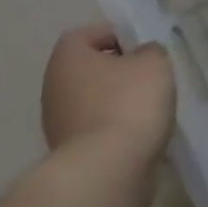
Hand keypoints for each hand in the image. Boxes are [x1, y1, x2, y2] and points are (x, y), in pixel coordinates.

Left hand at [41, 24, 175, 166]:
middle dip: (117, 71)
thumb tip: (142, 55)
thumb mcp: (154, 62)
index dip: (115, 35)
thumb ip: (150, 50)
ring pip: (92, 100)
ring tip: (148, 107)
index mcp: (67, 59)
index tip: (141, 47)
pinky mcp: (69, 155)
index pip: (85, 34)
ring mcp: (56, 125)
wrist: (108, 172)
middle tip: (148, 75)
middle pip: (88, 69)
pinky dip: (115, 128)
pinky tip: (139, 134)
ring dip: (117, 101)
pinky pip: (96, 129)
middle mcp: (53, 88)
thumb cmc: (129, 103)